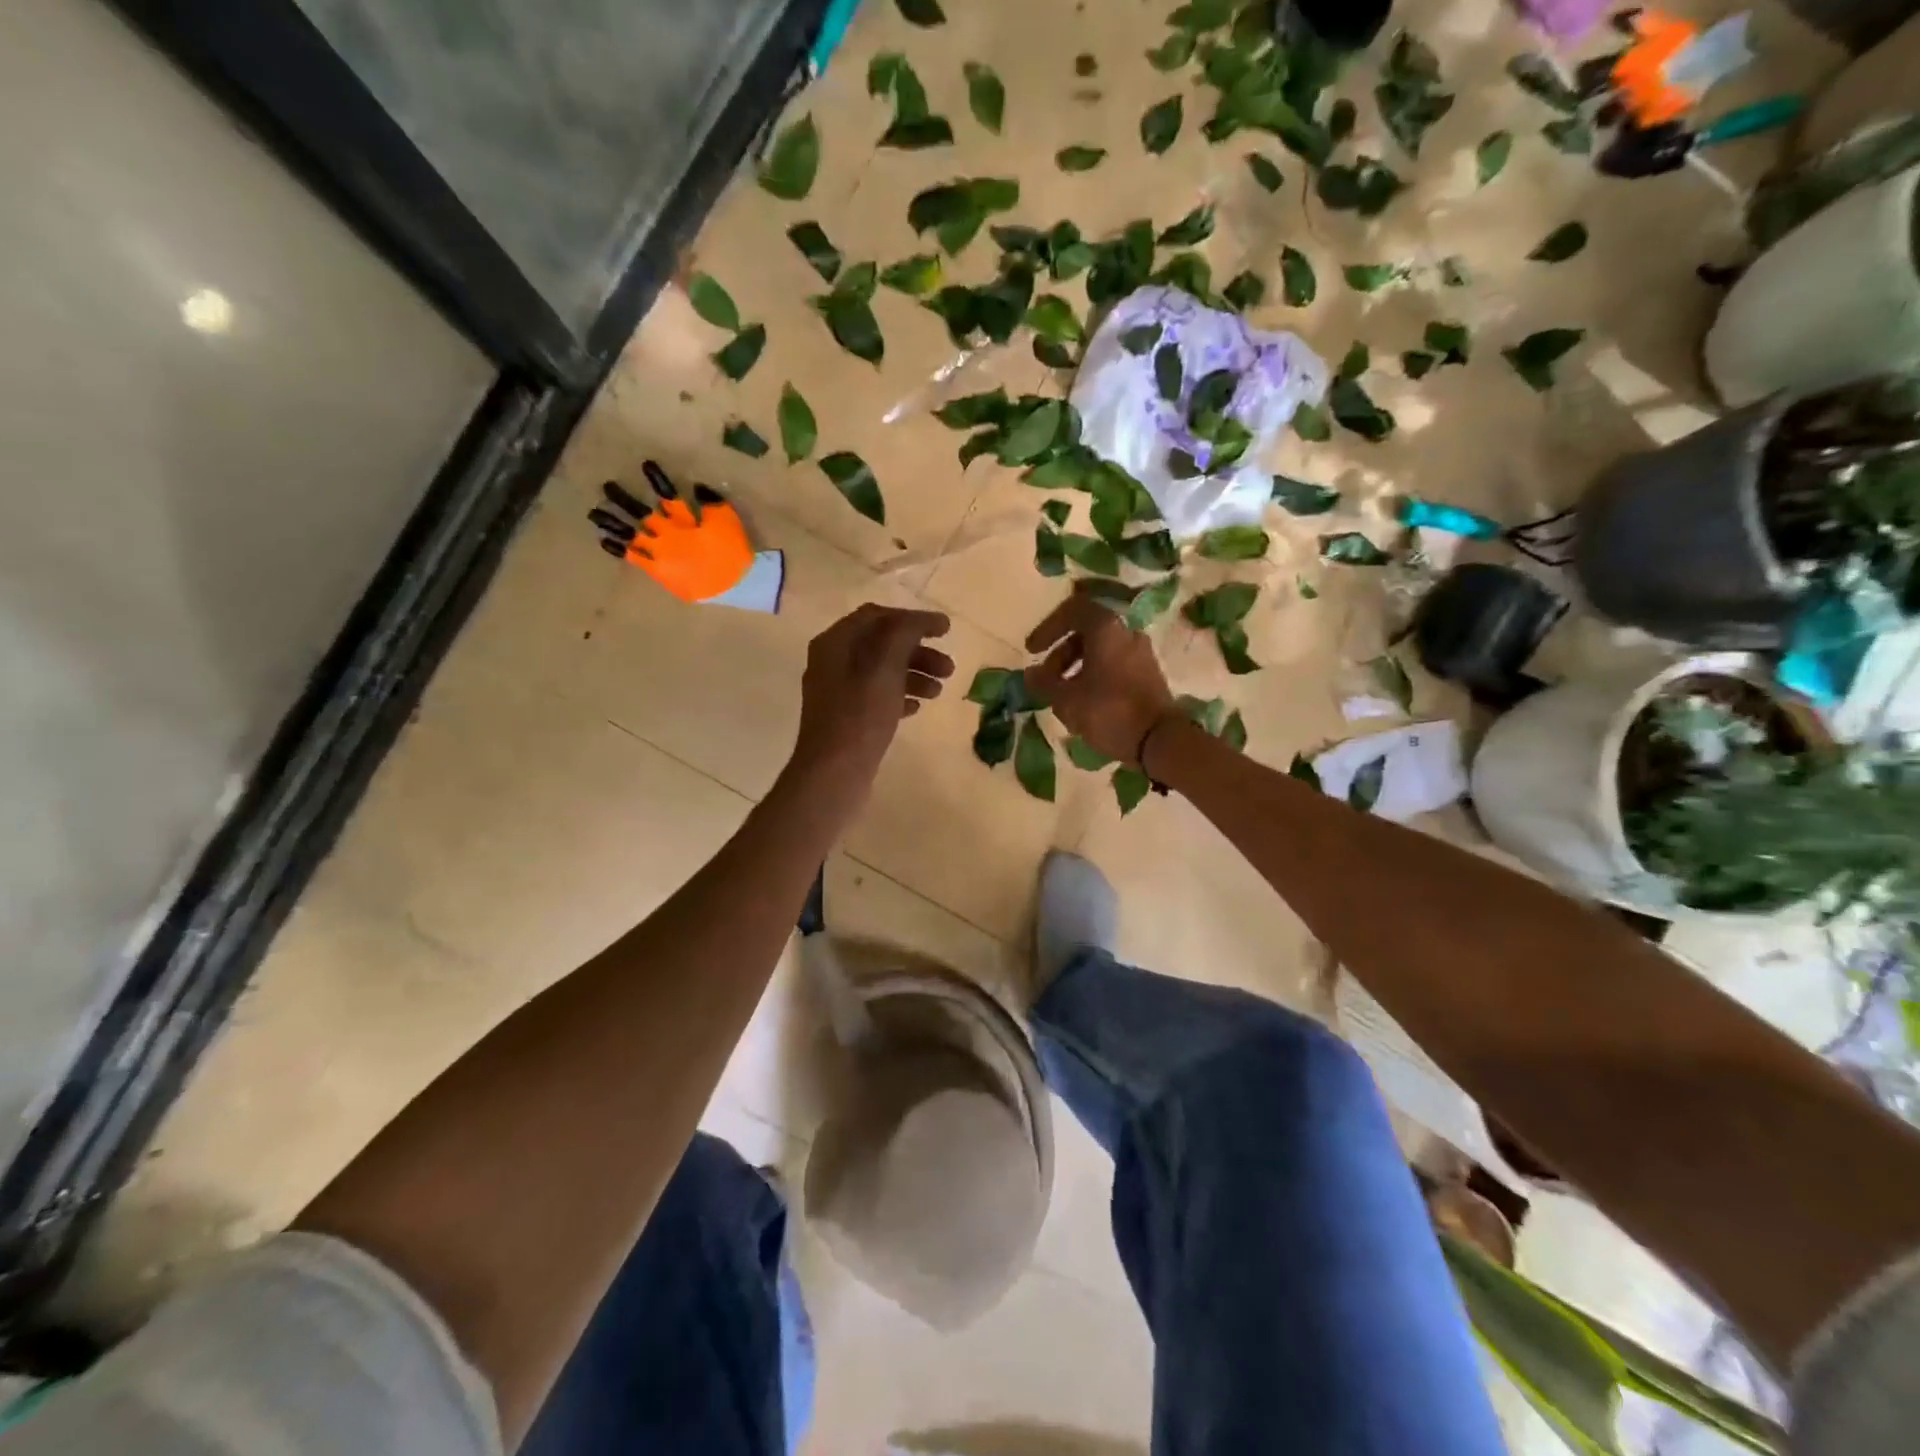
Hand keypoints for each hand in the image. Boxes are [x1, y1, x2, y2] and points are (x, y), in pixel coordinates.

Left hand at [789, 604, 953, 790]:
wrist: (834, 773)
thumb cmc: (861, 715)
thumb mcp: (885, 666)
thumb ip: (904, 634)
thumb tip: (922, 620)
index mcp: (835, 643)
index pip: (878, 616)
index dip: (914, 619)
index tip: (946, 631)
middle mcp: (832, 662)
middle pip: (881, 645)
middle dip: (918, 652)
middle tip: (949, 668)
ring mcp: (837, 693)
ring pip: (882, 672)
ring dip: (914, 675)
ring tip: (938, 692)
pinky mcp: (846, 720)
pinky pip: (877, 698)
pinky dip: (900, 696)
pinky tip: (917, 709)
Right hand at [1025, 589, 1175, 765]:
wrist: (1159, 740)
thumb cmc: (1108, 711)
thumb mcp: (1066, 699)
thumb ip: (1044, 683)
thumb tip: (1030, 674)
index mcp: (1106, 629)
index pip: (1072, 610)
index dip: (1047, 628)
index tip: (1032, 651)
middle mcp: (1126, 633)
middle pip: (1086, 632)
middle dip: (1060, 653)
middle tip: (1046, 679)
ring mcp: (1141, 653)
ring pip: (1101, 650)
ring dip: (1076, 667)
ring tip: (1062, 696)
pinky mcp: (1149, 674)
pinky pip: (1114, 665)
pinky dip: (1094, 676)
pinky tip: (1084, 703)